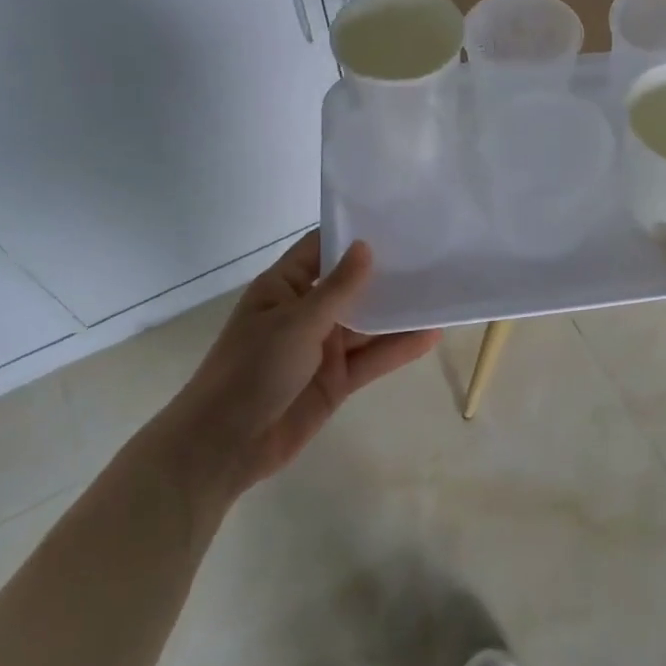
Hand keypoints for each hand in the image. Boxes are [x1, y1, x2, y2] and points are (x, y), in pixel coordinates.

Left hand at [152, 233, 439, 501]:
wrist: (225, 446)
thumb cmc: (252, 370)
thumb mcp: (296, 322)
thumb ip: (338, 288)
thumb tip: (366, 246)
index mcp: (284, 287)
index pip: (321, 248)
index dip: (352, 234)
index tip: (394, 219)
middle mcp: (305, 312)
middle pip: (351, 285)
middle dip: (386, 273)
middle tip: (432, 253)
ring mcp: (322, 347)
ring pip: (367, 323)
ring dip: (398, 312)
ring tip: (441, 291)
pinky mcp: (337, 380)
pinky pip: (372, 358)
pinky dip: (399, 348)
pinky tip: (432, 335)